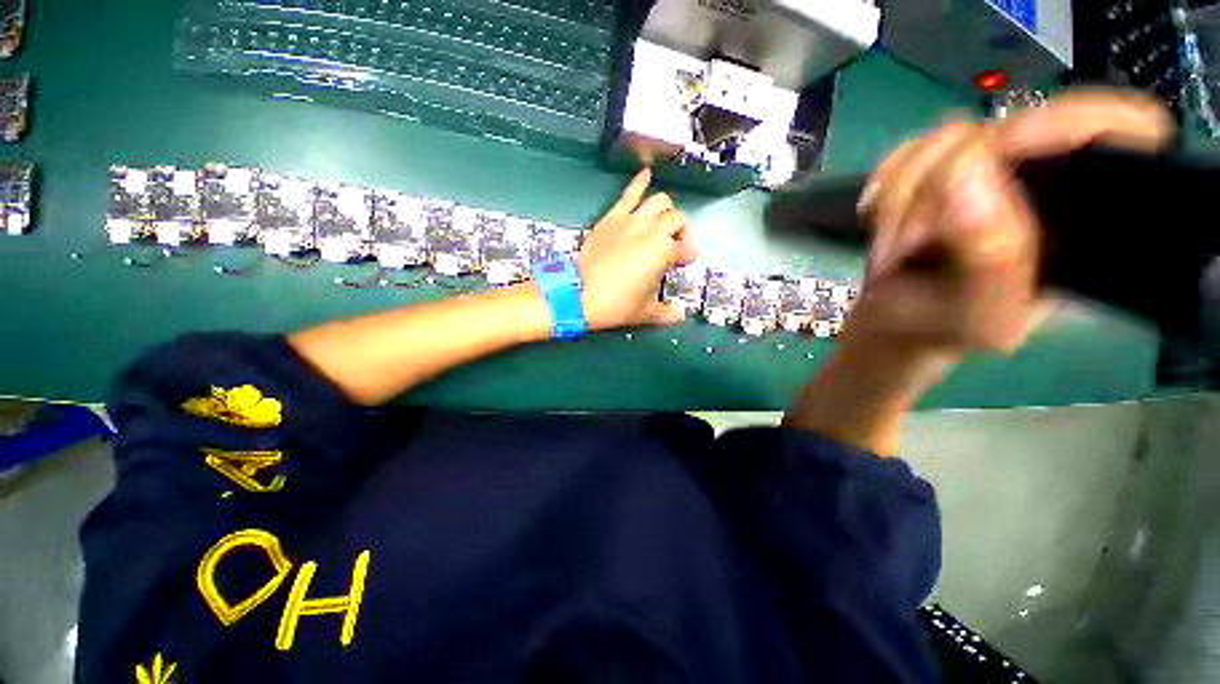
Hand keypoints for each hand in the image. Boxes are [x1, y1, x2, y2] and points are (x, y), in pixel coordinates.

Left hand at [578, 168, 697, 330]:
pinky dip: (639, 182)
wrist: (580, 294)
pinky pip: (628, 195)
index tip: (685, 260)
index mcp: (664, 252)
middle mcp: (652, 230)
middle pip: (677, 219)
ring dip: (666, 209)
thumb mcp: (646, 313)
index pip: (686, 248)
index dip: (688, 254)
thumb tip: (680, 316)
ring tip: (663, 219)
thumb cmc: (617, 305)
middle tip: (675, 244)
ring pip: (659, 201)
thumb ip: (667, 314)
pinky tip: (646, 172)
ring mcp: (631, 220)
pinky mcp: (612, 217)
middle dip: (681, 230)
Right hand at [852, 89, 1173, 357]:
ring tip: (892, 244)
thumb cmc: (942, 331)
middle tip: (909, 241)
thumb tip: (966, 171)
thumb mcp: (979, 317)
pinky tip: (880, 221)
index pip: (1122, 128)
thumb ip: (993, 256)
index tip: (1000, 161)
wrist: (896, 325)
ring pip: (948, 137)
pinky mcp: (942, 169)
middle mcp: (1049, 178)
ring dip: (901, 194)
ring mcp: (990, 169)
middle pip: (1010, 126)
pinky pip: (908, 150)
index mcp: (1088, 215)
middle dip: (942, 184)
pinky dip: (883, 186)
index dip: (1071, 127)